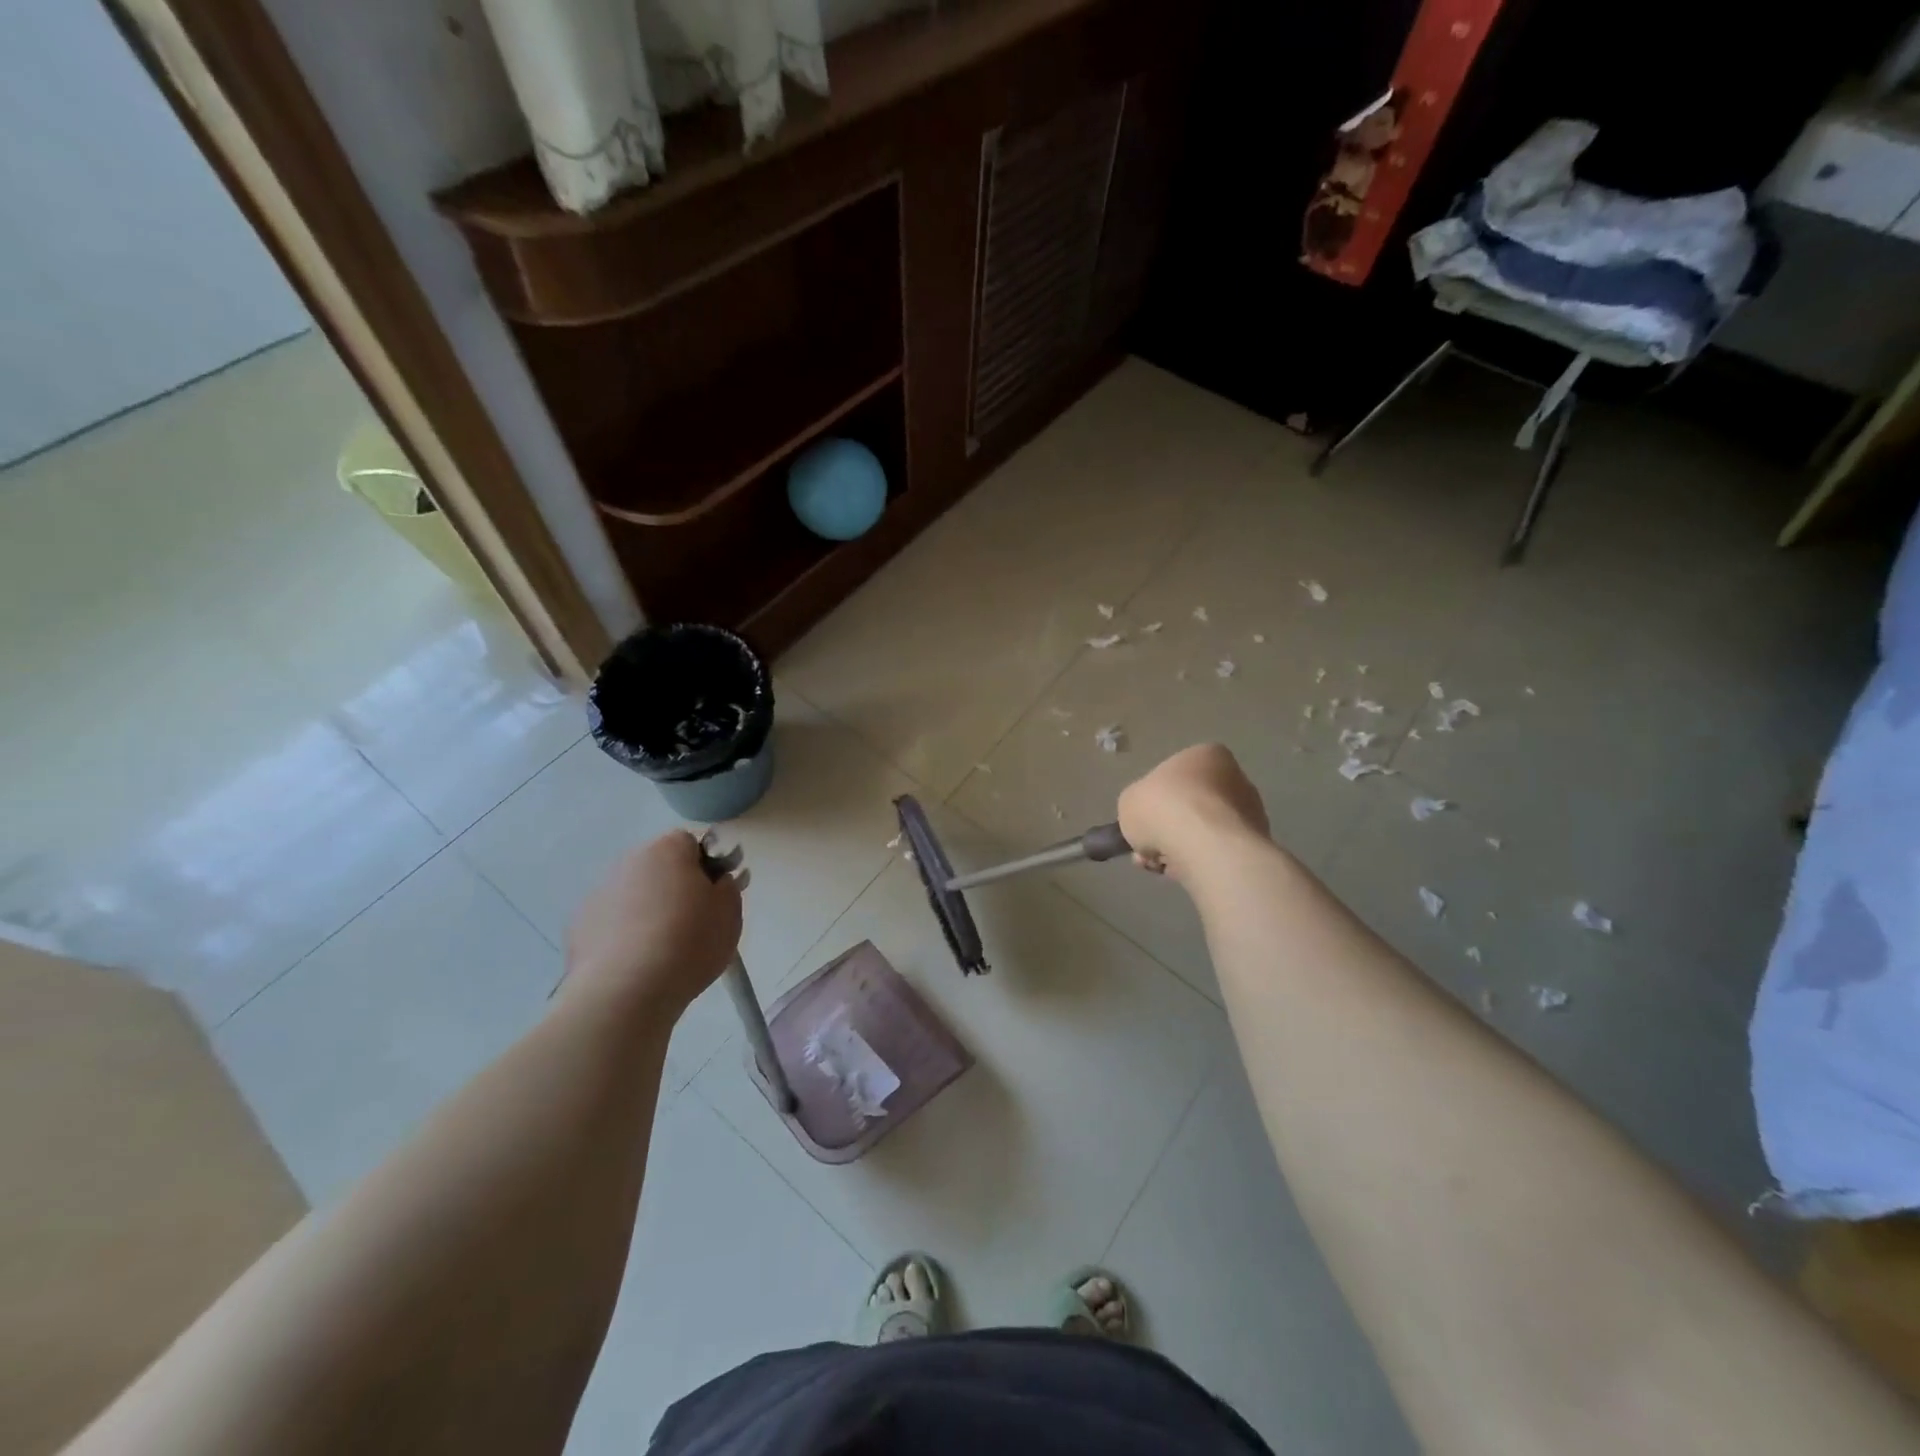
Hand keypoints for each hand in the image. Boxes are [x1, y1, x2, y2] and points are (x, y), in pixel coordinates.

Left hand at [563, 830, 742, 1017]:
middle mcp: (628, 861)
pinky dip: (622, 933)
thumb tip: (717, 881)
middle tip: (692, 921)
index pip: (690, 843)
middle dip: (674, 886)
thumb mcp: (730, 913)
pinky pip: (610, 921)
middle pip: (658, 866)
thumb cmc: (688, 942)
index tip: (713, 896)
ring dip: (647, 909)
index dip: (705, 867)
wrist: (625, 991)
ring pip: (632, 893)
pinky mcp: (578, 926)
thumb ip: (728, 887)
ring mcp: (598, 892)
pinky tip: (635, 962)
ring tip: (662, 948)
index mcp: (667, 850)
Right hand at [1117, 744, 1269, 881]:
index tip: (1143, 823)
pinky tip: (1182, 873)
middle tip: (1147, 850)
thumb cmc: (1163, 808)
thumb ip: (1139, 805)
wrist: (1205, 844)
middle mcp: (1235, 777)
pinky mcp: (1255, 845)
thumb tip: (1149, 820)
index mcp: (1205, 755)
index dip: (1154, 802)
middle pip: (1190, 807)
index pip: (1175, 778)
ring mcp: (1249, 812)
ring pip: (1203, 833)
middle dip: (1167, 830)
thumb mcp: (1129, 800)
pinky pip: (1218, 853)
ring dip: (1179, 849)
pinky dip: (1199, 863)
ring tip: (1160, 866)